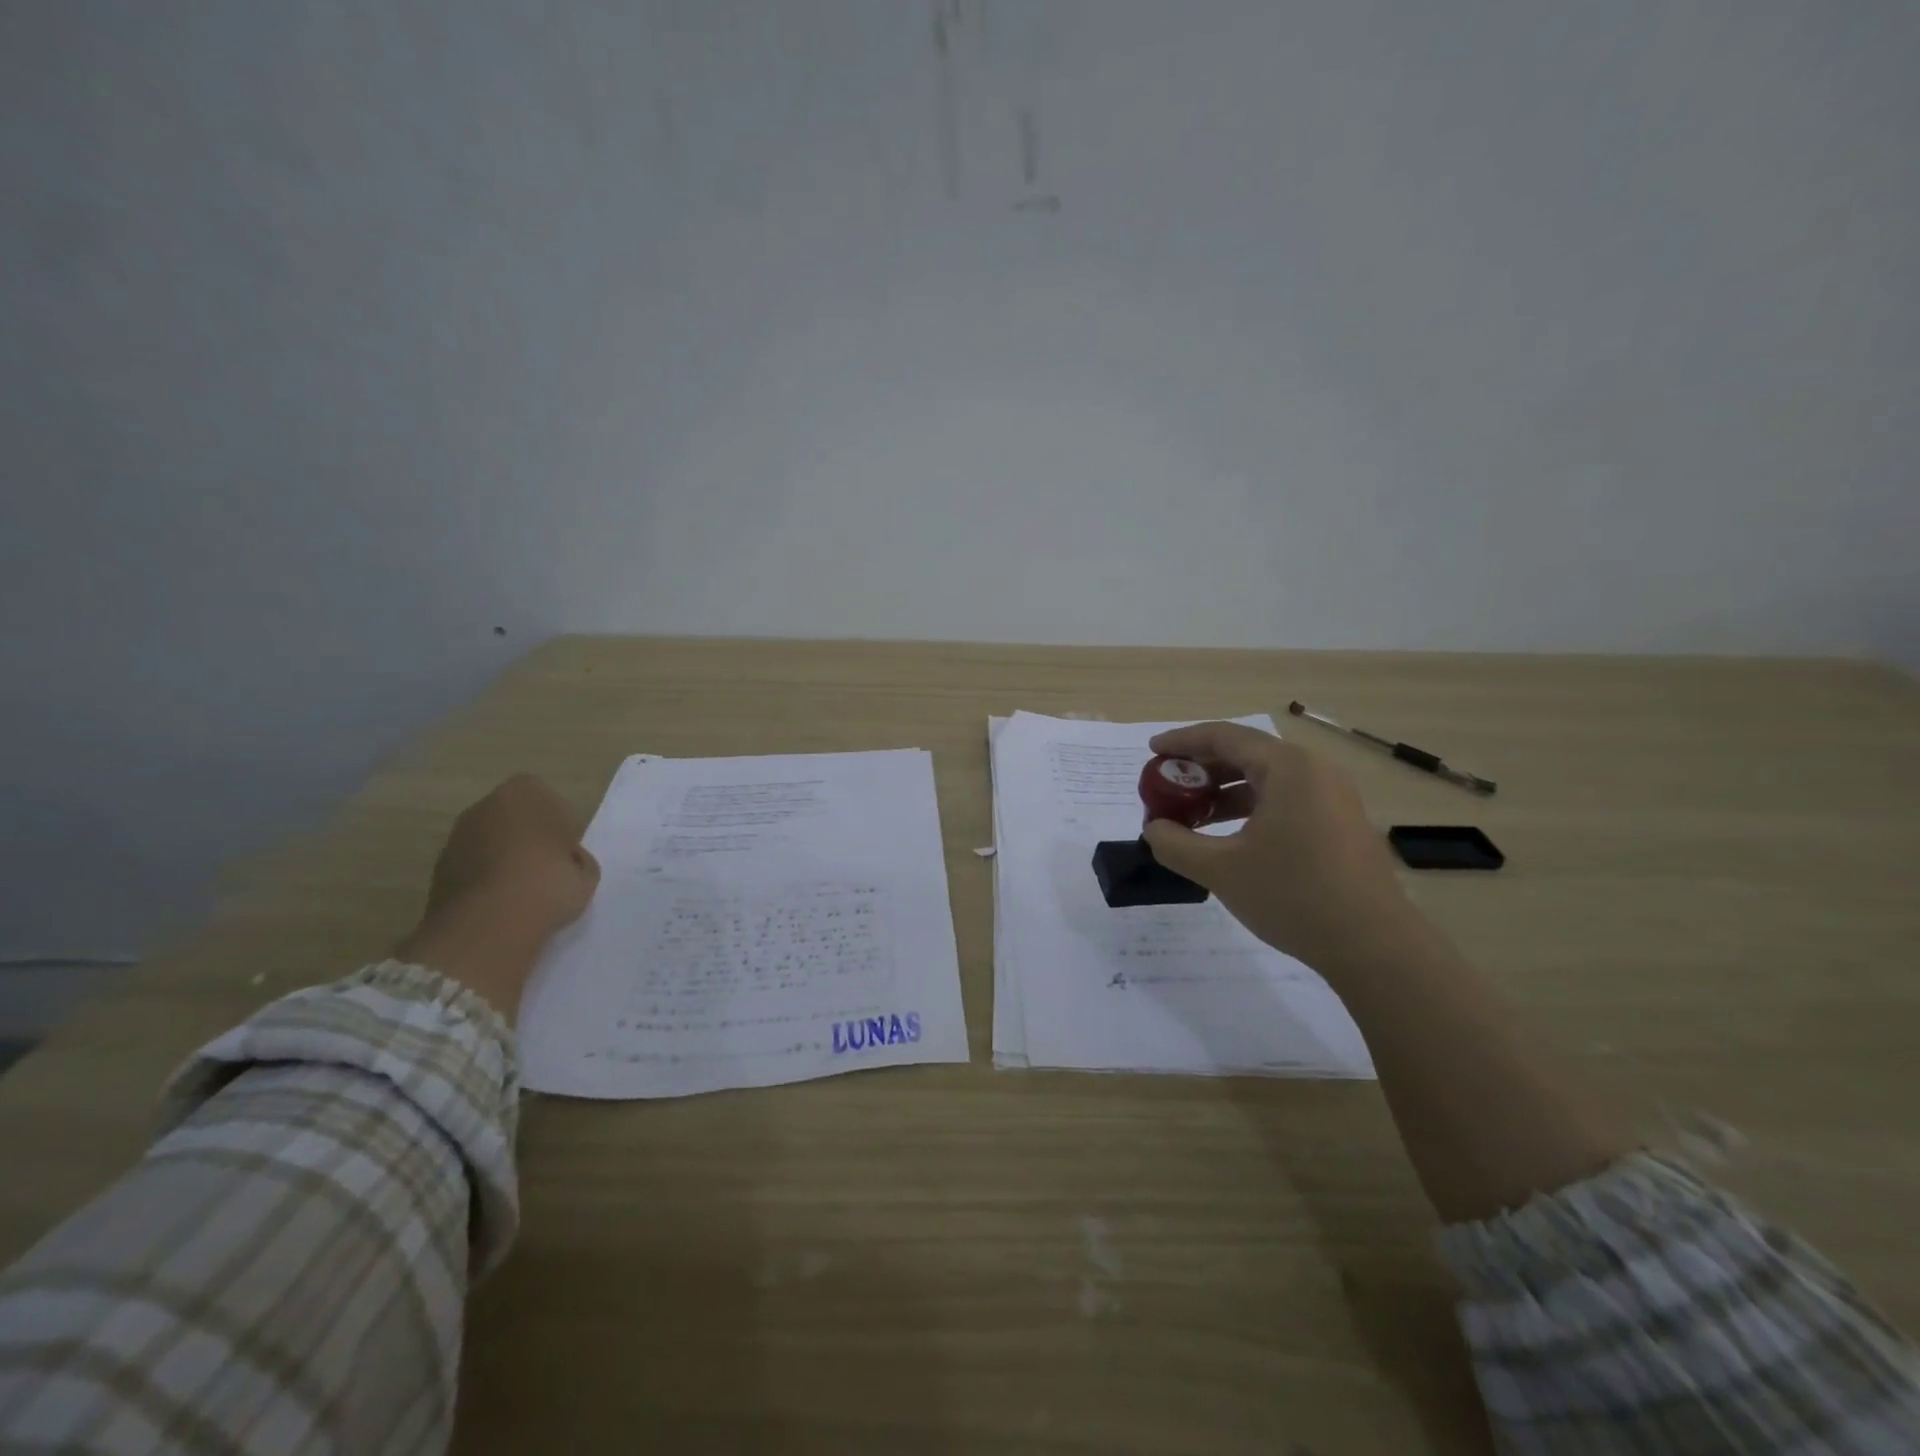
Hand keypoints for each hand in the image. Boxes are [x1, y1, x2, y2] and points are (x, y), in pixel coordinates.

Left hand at [396, 774, 600, 1018]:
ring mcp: (454, 843)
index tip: (569, 853)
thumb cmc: (549, 884)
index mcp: (524, 794)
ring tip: (525, 903)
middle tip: (550, 876)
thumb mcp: (586, 871)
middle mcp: (482, 810)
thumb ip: (576, 861)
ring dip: (503, 868)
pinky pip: (471, 877)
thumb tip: (567, 867)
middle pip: (513, 821)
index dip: (560, 826)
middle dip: (528, 844)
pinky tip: (502, 916)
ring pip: (488, 849)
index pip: (546, 799)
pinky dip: (484, 891)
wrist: (491, 926)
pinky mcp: (436, 877)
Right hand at [1140, 721, 1411, 968]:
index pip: (1224, 737)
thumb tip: (1154, 830)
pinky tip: (1230, 837)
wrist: (1374, 946)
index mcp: (1288, 767)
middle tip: (1167, 786)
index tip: (1152, 752)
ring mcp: (1333, 797)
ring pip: (1267, 779)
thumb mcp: (1220, 870)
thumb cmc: (1293, 895)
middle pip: (1247, 753)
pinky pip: (1286, 799)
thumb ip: (1174, 844)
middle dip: (1202, 768)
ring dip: (1224, 791)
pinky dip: (1251, 808)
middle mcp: (1314, 771)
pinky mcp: (1341, 823)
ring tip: (1192, 816)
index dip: (1182, 741)